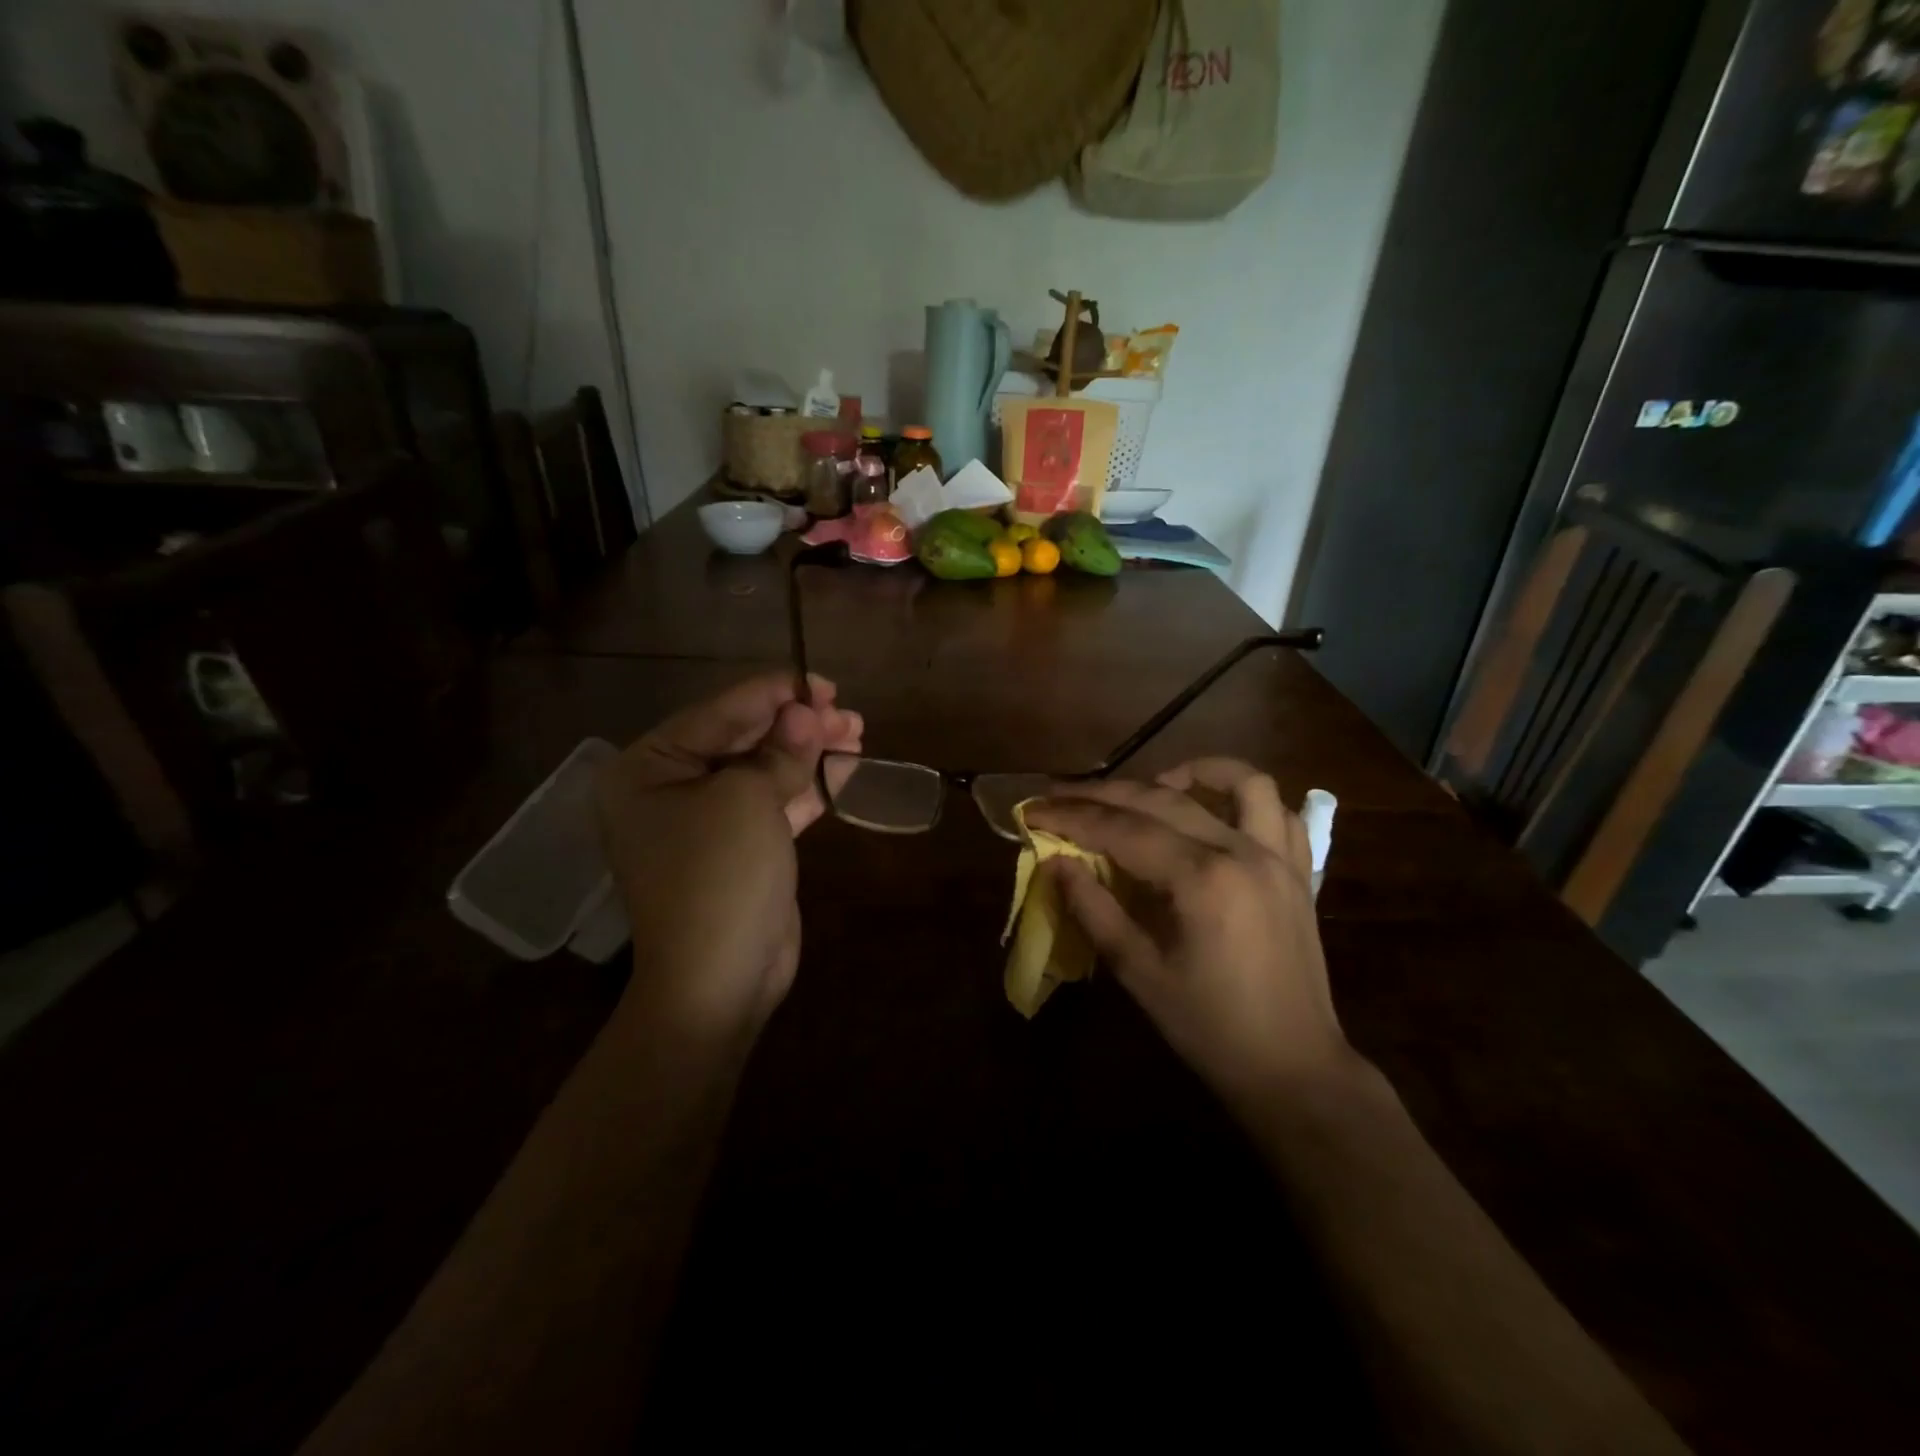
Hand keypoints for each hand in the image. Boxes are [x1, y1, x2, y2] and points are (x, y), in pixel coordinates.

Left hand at [596, 672, 860, 1037]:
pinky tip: (844, 770)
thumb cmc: (719, 875)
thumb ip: (781, 749)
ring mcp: (705, 822)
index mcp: (648, 768)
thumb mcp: (749, 799)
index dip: (774, 693)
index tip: (822, 683)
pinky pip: (773, 804)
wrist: (720, 980)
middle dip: (798, 724)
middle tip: (847, 712)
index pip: (719, 713)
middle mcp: (669, 789)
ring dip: (809, 753)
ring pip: (763, 770)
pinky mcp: (738, 849)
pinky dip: (807, 787)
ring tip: (857, 734)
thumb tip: (807, 712)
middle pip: (743, 739)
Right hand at [1024, 760, 1355, 1106]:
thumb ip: (1093, 909)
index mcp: (1201, 879)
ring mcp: (1278, 857)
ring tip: (1153, 785)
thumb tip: (1055, 863)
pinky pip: (1280, 813)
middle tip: (1061, 796)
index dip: (1071, 816)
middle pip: (1162, 800)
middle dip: (1103, 794)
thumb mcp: (1138, 972)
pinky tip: (1215, 811)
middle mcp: (1242, 852)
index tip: (1032, 809)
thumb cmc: (1208, 1028)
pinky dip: (1245, 798)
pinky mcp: (1299, 872)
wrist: (1293, 1069)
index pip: (1122, 829)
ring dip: (1193, 772)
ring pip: (1240, 782)